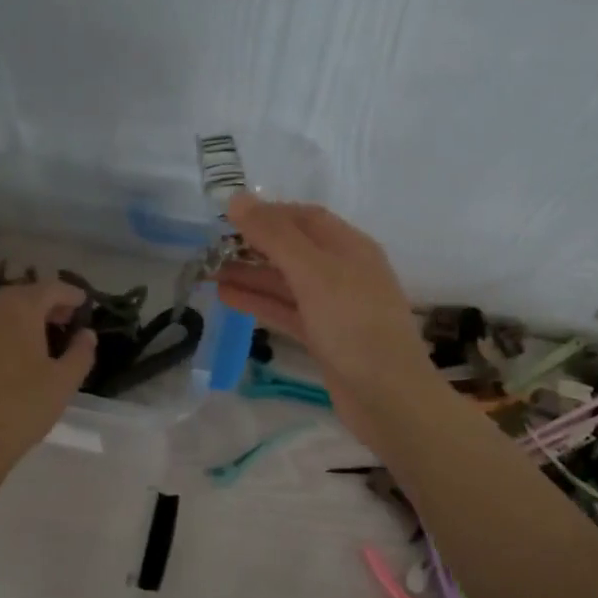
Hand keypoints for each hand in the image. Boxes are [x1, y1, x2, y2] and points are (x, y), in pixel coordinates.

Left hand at [0, 280, 96, 471]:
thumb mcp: (65, 382)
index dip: (69, 294)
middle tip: (56, 323)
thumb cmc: (22, 408)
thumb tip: (86, 333)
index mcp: (20, 308)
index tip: (81, 303)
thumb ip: (81, 351)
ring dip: (8, 319)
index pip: (50, 288)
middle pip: (17, 295)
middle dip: (40, 305)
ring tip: (22, 340)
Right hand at [214, 195, 438, 438]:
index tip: (227, 217)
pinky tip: (228, 298)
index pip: (306, 218)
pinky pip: (287, 312)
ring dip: (251, 275)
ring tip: (209, 272)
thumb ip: (275, 236)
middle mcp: (344, 272)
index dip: (268, 213)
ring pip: (287, 283)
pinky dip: (260, 303)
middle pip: (294, 250)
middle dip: (254, 246)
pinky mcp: (324, 338)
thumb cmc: (354, 326)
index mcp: (351, 247)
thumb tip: (237, 200)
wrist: (387, 397)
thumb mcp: (314, 273)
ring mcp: (334, 308)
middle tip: (210, 249)